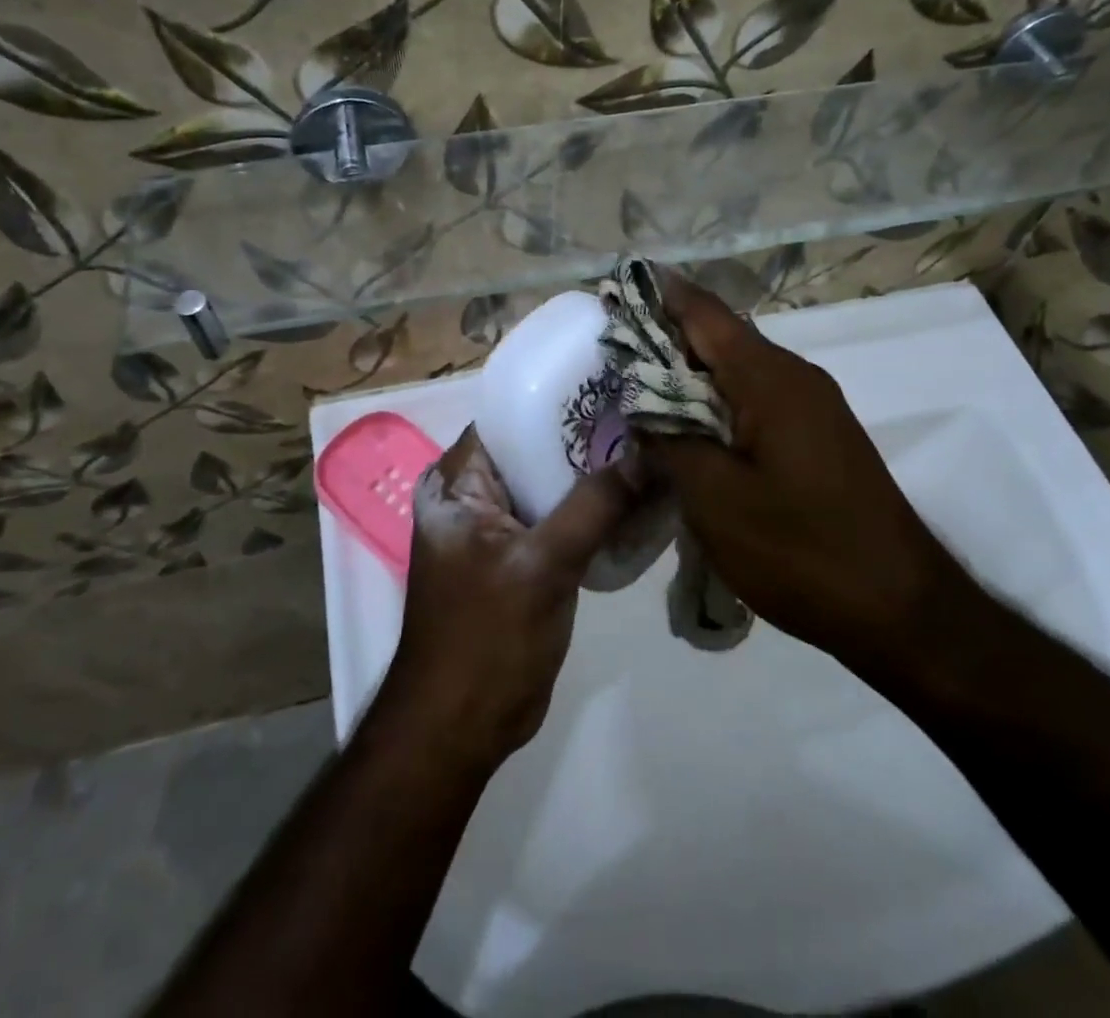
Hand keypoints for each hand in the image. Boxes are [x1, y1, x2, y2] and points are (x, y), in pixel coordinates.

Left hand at [380, 425, 639, 766]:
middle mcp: (473, 496)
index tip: (614, 382)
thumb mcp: (542, 565)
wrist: (462, 728)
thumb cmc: (486, 638)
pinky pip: (562, 519)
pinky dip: (594, 511)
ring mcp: (499, 528)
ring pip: (553, 485)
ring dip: (595, 475)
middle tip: (647, 413)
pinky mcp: (522, 558)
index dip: (559, 398)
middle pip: (536, 449)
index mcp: (456, 483)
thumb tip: (650, 451)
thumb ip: (595, 505)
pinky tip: (640, 499)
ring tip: (653, 448)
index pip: (510, 417)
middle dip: (586, 436)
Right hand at [639, 272, 985, 682]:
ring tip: (638, 392)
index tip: (617, 288)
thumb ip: (670, 443)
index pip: (704, 314)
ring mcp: (812, 407)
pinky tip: (689, 432)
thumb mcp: (716, 500)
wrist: (902, 610)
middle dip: (666, 339)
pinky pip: (756, 402)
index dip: (659, 296)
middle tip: (612, 352)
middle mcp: (795, 377)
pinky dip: (716, 405)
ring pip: (737, 373)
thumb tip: (642, 408)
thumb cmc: (801, 550)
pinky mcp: (818, 437)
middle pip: (720, 339)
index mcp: (769, 378)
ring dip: (690, 377)